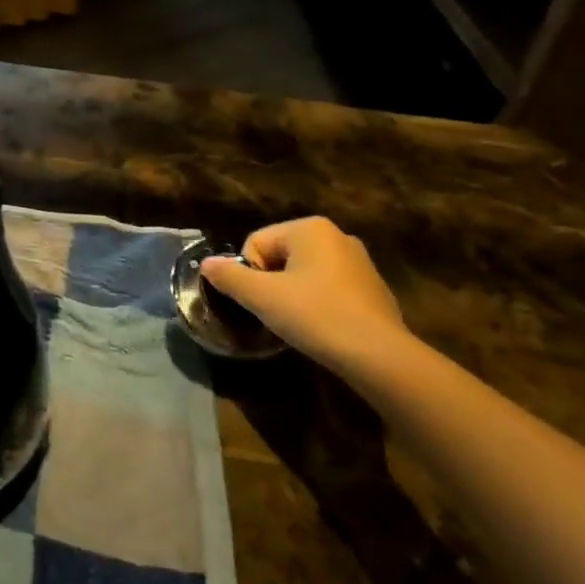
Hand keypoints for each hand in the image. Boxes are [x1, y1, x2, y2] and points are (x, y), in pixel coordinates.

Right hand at [201, 217, 408, 376]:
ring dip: (294, 295)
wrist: (378, 355)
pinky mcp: (373, 289)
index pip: (257, 243)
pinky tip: (323, 328)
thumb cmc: (315, 315)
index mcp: (310, 228)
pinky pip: (330, 290)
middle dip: (272, 283)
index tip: (260, 301)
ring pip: (305, 274)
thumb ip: (229, 277)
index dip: (250, 274)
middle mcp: (337, 236)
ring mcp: (359, 262)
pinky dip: (319, 305)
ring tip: (298, 323)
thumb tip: (206, 263)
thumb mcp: (262, 297)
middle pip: (281, 256)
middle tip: (276, 313)